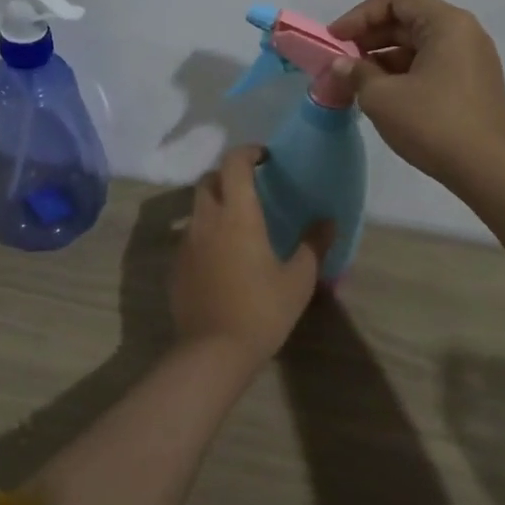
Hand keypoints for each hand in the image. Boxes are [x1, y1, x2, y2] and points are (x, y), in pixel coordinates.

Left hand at [171, 147, 331, 364]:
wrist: (213, 352)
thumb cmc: (262, 310)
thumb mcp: (298, 279)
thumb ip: (313, 245)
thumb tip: (328, 221)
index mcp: (238, 215)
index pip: (234, 164)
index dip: (247, 152)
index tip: (264, 157)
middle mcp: (207, 220)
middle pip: (209, 180)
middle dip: (227, 176)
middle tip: (250, 188)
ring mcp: (187, 243)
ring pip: (197, 208)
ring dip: (215, 204)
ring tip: (237, 223)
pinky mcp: (176, 266)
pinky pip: (190, 236)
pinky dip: (205, 233)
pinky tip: (222, 257)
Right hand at [327, 0, 504, 186]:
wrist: (488, 169)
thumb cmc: (433, 124)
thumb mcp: (382, 97)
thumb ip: (356, 73)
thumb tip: (341, 65)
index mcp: (447, 23)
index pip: (396, 0)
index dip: (360, 15)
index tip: (335, 39)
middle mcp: (465, 33)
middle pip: (409, 19)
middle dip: (370, 36)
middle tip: (342, 59)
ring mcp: (473, 59)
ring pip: (420, 44)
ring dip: (385, 56)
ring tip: (357, 80)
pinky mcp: (474, 84)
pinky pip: (432, 64)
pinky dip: (404, 71)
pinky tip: (383, 93)